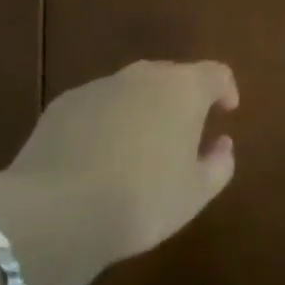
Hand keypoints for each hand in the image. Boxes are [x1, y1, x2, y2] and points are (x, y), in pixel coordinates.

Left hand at [0, 59, 238, 260]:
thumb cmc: (142, 200)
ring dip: (141, 110)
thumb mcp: (195, 194)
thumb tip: (222, 144)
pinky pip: (96, 106)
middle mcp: (144, 75)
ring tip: (136, 149)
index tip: (226, 111)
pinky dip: (105, 122)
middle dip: (181, 100)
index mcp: (183, 89)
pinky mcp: (64, 103)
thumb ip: (219, 164)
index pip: (216, 73)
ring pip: (131, 90)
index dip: (225, 90)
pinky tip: (96, 158)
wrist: (57, 210)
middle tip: (181, 135)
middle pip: (172, 76)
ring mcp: (100, 86)